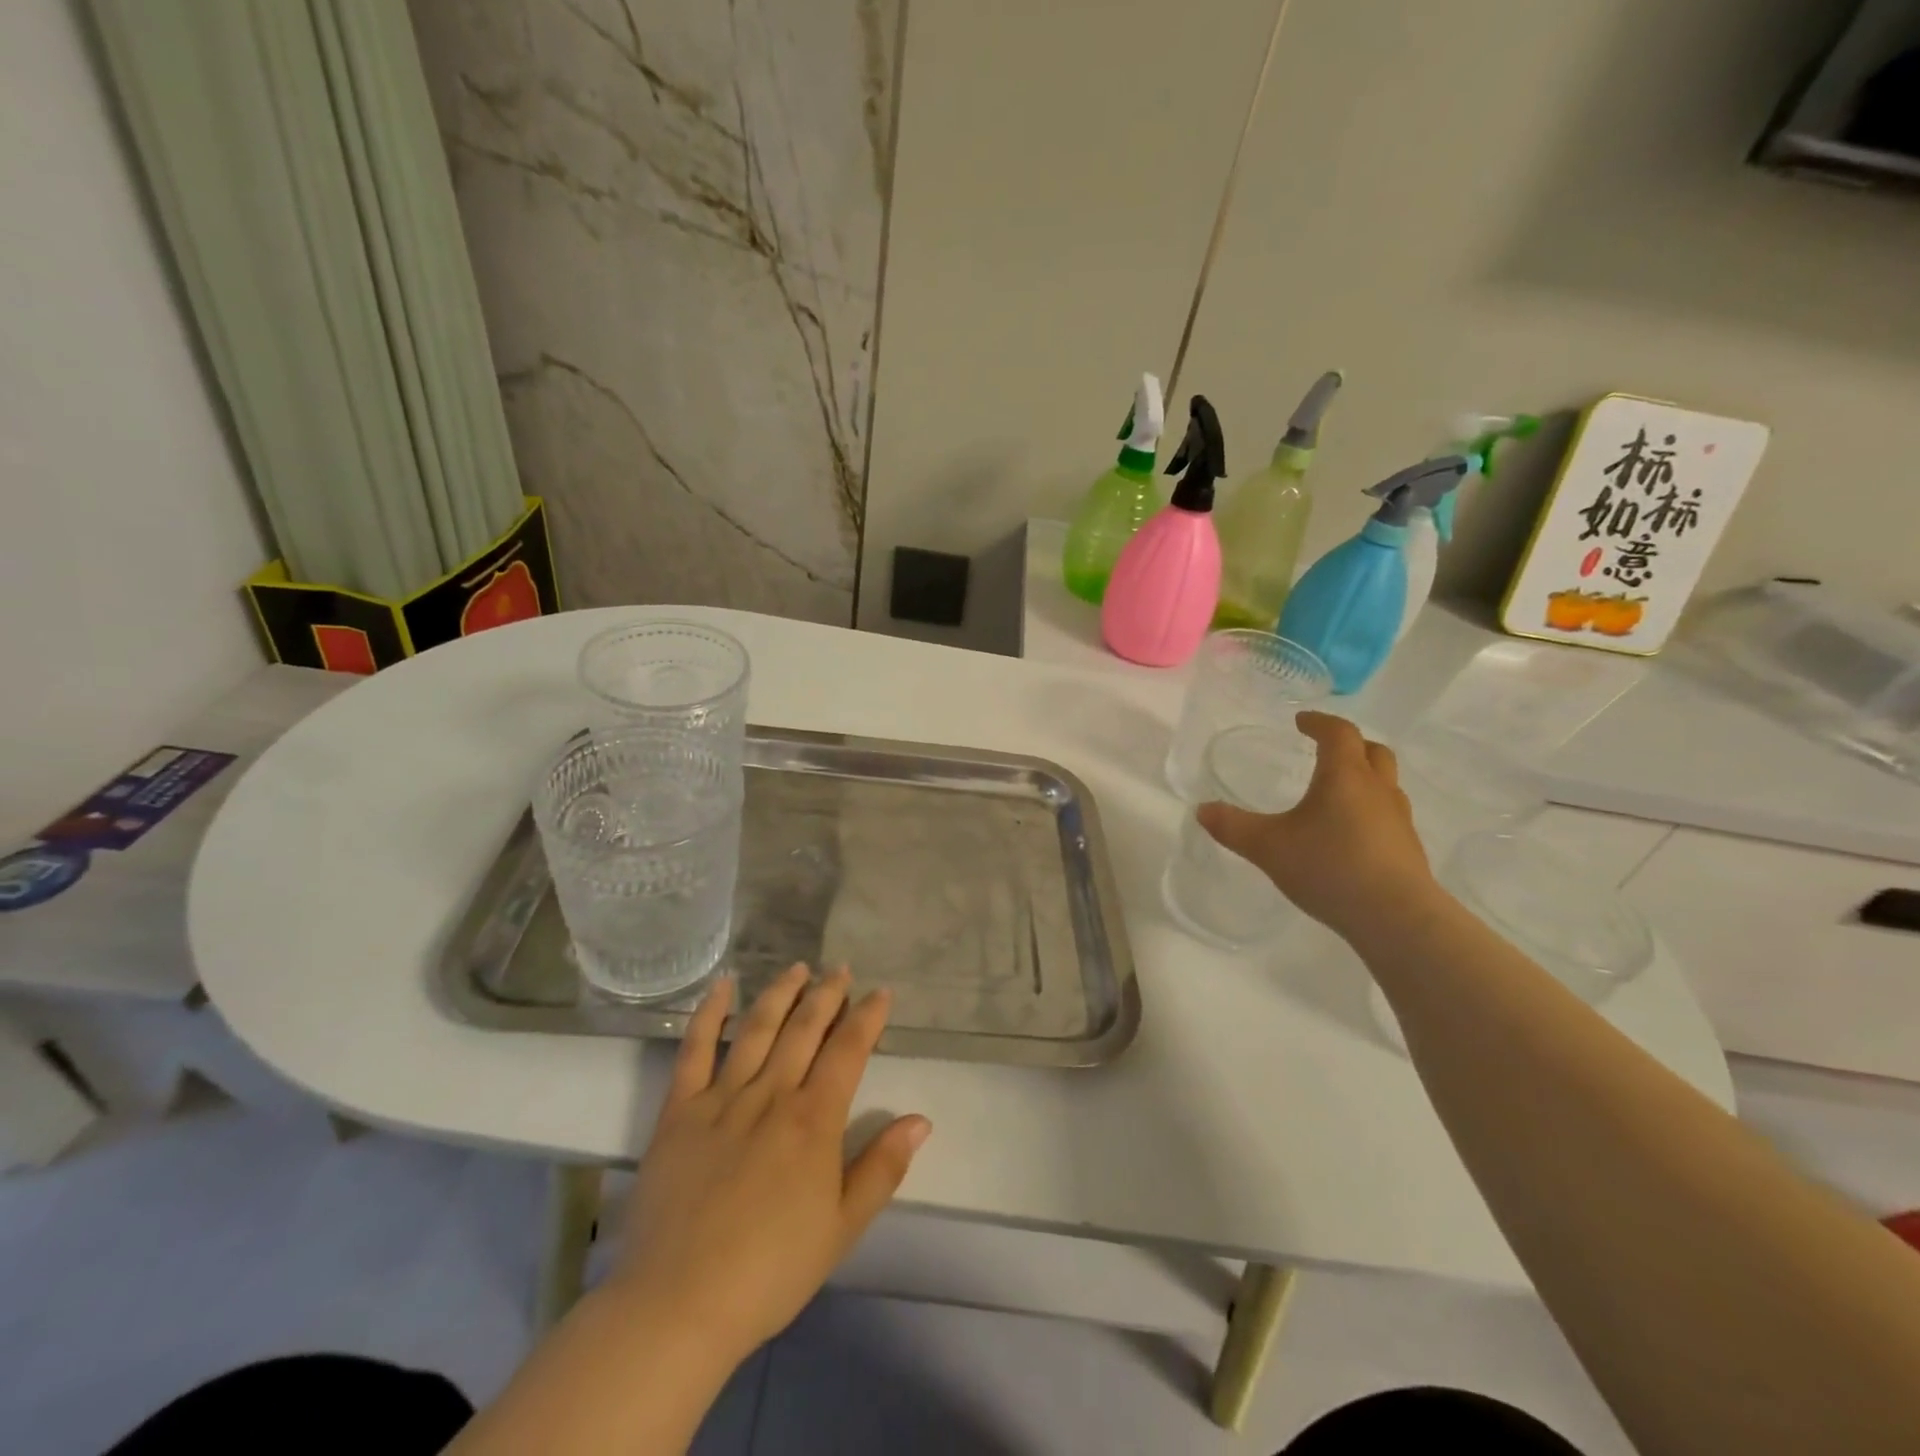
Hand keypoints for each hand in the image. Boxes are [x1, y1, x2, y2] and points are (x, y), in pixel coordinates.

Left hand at [610, 965, 930, 1367]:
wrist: (678, 1304)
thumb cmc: (770, 1270)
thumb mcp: (842, 1228)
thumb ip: (882, 1168)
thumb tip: (921, 1119)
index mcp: (814, 1119)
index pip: (848, 1050)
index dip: (867, 1017)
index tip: (881, 992)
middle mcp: (772, 1094)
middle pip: (805, 1028)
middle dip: (827, 993)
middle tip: (840, 969)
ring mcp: (722, 1097)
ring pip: (758, 1027)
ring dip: (781, 993)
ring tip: (798, 967)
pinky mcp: (680, 1110)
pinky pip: (696, 1049)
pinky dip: (710, 1013)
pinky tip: (723, 986)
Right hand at [1198, 711, 1434, 940]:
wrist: (1396, 918)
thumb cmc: (1330, 867)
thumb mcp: (1268, 847)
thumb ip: (1232, 826)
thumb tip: (1202, 810)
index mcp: (1345, 776)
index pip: (1339, 733)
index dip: (1319, 723)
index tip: (1301, 721)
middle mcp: (1377, 789)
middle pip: (1372, 751)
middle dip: (1349, 745)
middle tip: (1326, 750)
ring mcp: (1398, 820)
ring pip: (1385, 784)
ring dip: (1364, 778)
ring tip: (1336, 793)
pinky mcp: (1408, 849)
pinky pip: (1388, 815)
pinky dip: (1369, 811)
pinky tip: (1349, 835)